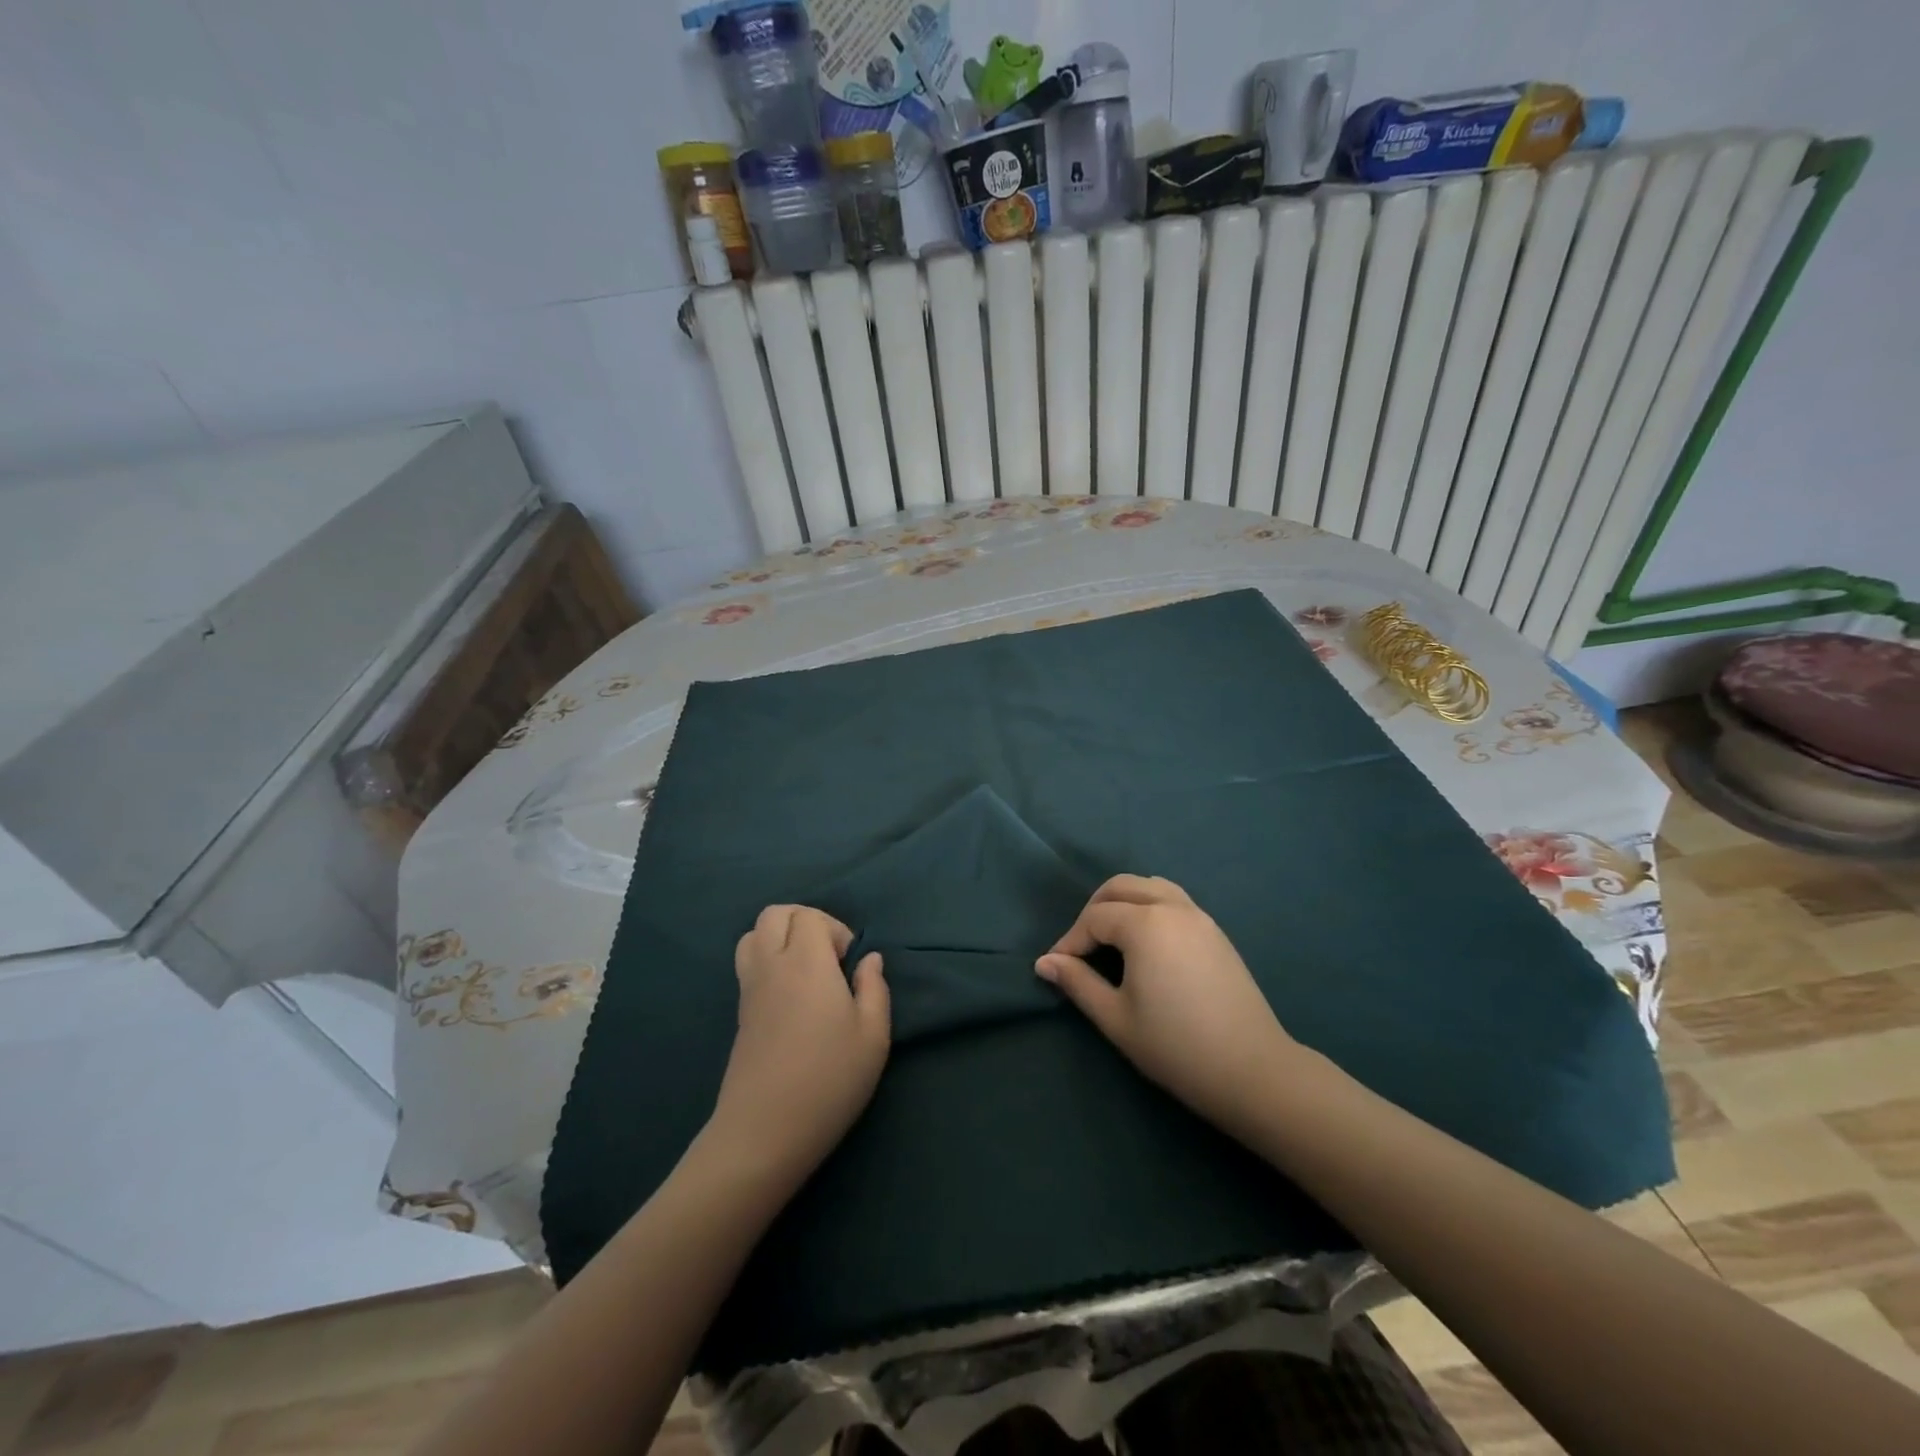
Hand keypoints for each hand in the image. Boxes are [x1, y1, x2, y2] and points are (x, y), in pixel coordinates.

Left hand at [706, 906, 889, 1187]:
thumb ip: (874, 989)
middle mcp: (771, 966)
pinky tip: (791, 997)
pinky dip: (767, 961)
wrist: (764, 1132)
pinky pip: (747, 964)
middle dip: (803, 921)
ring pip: (752, 936)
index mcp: (806, 963)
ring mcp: (749, 989)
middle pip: (774, 914)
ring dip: (779, 938)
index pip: (809, 916)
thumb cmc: (829, 1080)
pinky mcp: (739, 1013)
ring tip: (806, 971)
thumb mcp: (873, 1037)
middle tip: (828, 957)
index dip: (834, 928)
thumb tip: (869, 960)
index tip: (848, 964)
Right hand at [1036, 875, 1301, 1142]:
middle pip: (1121, 886)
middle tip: (1081, 947)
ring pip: (1150, 886)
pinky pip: (1174, 900)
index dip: (1070, 941)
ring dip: (1123, 902)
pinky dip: (1150, 907)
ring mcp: (1199, 916)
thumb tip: (1044, 962)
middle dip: (1093, 910)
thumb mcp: (1116, 1018)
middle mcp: (1172, 907)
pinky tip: (1146, 943)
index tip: (1057, 969)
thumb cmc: (1176, 1047)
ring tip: (1111, 937)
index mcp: (1145, 924)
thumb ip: (1077, 982)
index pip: (1094, 918)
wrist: (1252, 1071)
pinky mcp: (1216, 931)